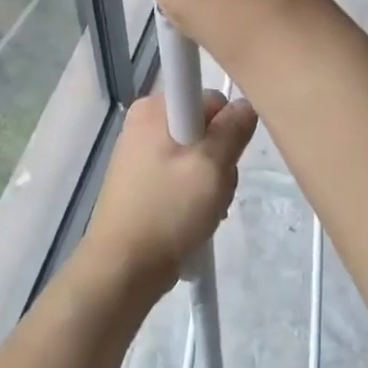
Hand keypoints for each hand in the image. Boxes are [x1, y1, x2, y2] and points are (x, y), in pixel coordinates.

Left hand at [79, 90, 257, 299]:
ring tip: (205, 210)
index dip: (226, 125)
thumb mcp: (212, 166)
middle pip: (205, 127)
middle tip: (216, 189)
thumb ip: (234, 130)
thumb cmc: (168, 210)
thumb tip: (245, 105)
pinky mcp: (141, 180)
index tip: (226, 155)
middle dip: (220, 158)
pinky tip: (194, 218)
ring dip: (210, 181)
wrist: (122, 269)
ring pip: (196, 154)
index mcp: (155, 108)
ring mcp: (140, 151)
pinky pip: (181, 174)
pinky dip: (194, 193)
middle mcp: (144, 121)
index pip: (211, 98)